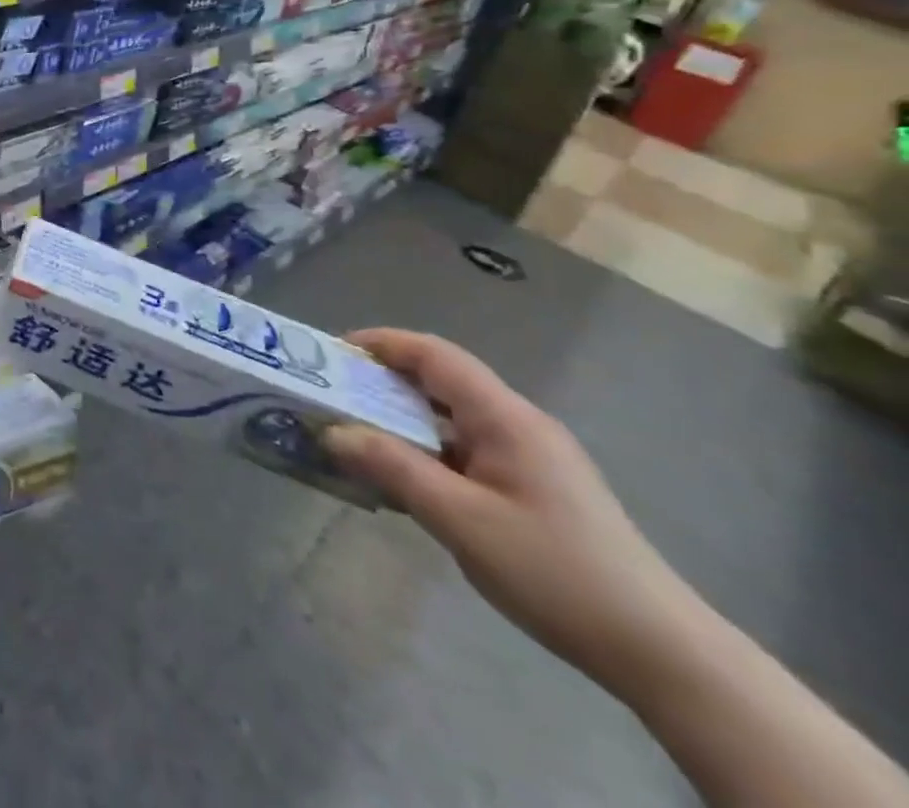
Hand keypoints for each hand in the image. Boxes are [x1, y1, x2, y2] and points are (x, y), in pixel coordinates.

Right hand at [324, 328, 699, 688]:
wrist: (662, 653)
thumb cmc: (555, 572)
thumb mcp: (460, 520)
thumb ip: (393, 468)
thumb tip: (333, 432)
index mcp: (505, 417)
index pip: (434, 354)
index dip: (381, 343)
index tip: (333, 354)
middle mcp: (518, 423)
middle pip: (440, 381)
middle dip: (383, 382)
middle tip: (334, 398)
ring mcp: (531, 457)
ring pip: (452, 419)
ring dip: (403, 422)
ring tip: (357, 439)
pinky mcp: (535, 488)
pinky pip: (467, 451)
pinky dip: (427, 452)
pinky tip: (406, 482)